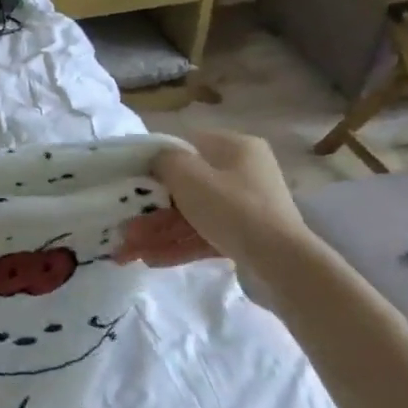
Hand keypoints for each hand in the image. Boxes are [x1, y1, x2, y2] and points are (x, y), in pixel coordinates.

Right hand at [116, 130, 311, 269]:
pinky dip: (179, 245)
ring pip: (192, 215)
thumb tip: (156, 160)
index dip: (157, 162)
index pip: (188, 145)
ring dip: (159, 231)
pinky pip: (205, 235)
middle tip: (126, 226)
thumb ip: (164, 160)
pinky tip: (151, 260)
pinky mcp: (246, 236)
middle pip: (187, 186)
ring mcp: (246, 206)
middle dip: (152, 209)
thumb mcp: (189, 176)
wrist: (281, 262)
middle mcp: (243, 172)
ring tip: (129, 251)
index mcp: (235, 147)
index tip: (132, 181)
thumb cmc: (232, 208)